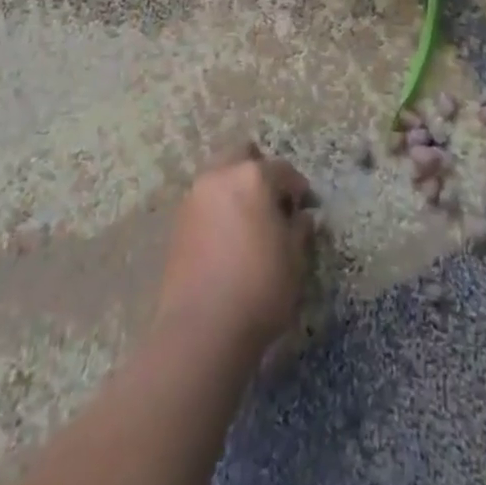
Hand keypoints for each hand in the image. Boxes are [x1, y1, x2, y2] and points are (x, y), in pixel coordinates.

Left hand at [154, 144, 315, 357]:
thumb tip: (300, 217)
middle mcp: (220, 176)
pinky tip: (229, 238)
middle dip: (260, 171)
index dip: (299, 189)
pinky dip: (219, 208)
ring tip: (250, 221)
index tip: (307, 208)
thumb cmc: (260, 288)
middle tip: (274, 202)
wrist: (201, 329)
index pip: (283, 170)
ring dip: (236, 188)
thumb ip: (299, 229)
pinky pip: (205, 202)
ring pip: (219, 176)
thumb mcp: (294, 259)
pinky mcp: (178, 223)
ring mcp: (194, 198)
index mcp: (253, 177)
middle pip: (242, 155)